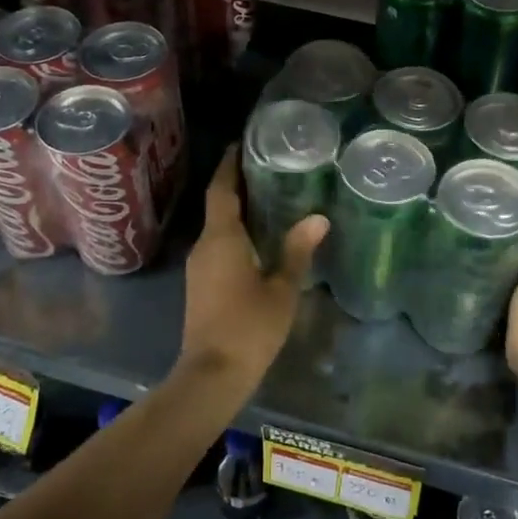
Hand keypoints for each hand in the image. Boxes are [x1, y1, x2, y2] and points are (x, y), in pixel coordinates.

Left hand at [179, 147, 327, 391]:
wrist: (212, 374)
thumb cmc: (249, 327)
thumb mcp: (282, 289)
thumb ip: (298, 251)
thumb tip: (318, 218)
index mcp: (221, 238)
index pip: (221, 190)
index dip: (230, 165)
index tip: (242, 144)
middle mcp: (204, 246)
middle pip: (219, 205)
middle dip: (239, 186)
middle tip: (269, 168)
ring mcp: (198, 267)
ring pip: (218, 228)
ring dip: (239, 211)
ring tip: (271, 199)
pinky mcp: (201, 285)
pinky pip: (218, 247)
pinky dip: (236, 234)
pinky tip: (260, 239)